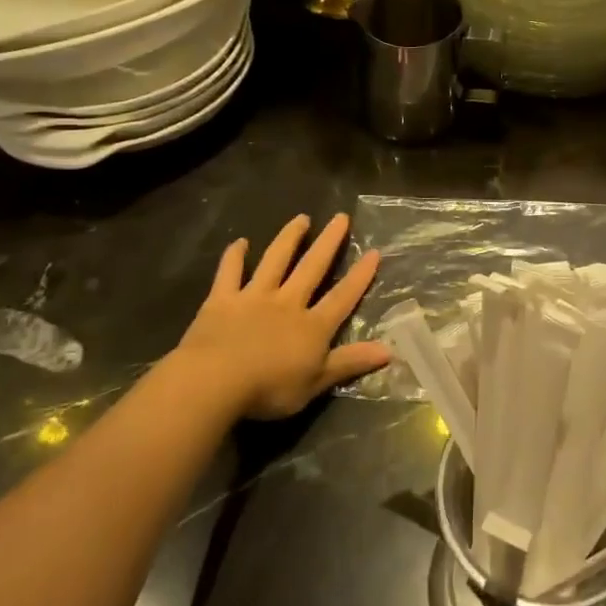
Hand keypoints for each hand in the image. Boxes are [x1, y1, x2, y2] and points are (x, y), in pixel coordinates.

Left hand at [176, 213, 391, 419]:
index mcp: (312, 326)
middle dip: (329, 242)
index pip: (343, 297)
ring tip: (301, 218)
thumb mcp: (316, 382)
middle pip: (312, 268)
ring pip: (275, 261)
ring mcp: (254, 297)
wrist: (215, 380)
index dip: (360, 276)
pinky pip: (230, 273)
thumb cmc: (269, 388)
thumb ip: (350, 363)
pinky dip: (234, 257)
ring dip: (289, 238)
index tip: (374, 252)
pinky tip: (240, 242)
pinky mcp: (222, 300)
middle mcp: (287, 303)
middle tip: (341, 217)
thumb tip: (390, 351)